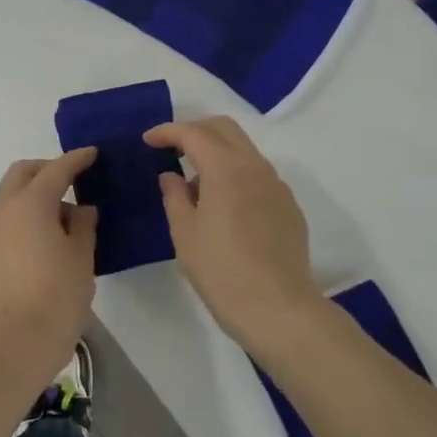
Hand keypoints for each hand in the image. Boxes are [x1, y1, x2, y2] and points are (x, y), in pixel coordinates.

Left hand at [0, 149, 98, 374]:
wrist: (13, 343)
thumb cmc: (56, 296)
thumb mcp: (81, 257)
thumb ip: (84, 225)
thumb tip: (81, 209)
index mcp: (31, 202)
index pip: (56, 169)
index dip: (77, 159)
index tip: (93, 154)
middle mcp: (5, 208)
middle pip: (23, 172)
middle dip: (48, 168)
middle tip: (74, 179)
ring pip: (11, 194)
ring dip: (35, 192)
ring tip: (66, 215)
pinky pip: (8, 216)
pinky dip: (27, 212)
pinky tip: (49, 234)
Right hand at [145, 118, 324, 356]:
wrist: (278, 308)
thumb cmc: (221, 270)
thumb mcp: (184, 233)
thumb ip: (174, 196)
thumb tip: (171, 177)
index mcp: (226, 168)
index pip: (193, 133)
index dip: (167, 132)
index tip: (148, 141)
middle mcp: (255, 167)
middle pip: (224, 128)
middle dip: (195, 130)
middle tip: (171, 149)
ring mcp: (277, 186)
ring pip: (244, 150)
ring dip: (216, 153)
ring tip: (194, 186)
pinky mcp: (288, 206)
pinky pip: (258, 175)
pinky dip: (235, 175)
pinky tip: (224, 207)